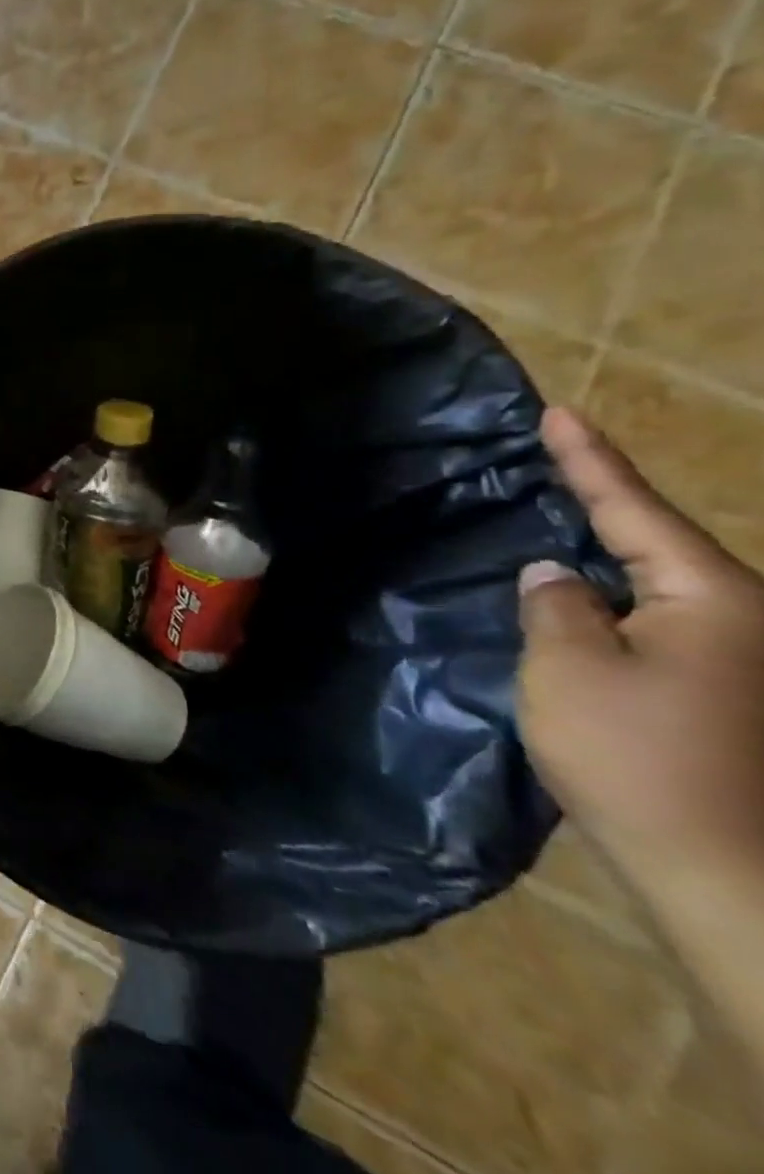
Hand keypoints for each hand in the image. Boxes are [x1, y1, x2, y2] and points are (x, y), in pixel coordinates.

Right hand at [518, 406, 763, 891]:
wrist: (730, 880)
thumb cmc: (640, 758)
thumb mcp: (569, 668)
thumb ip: (553, 604)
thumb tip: (554, 574)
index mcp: (712, 600)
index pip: (634, 510)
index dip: (590, 460)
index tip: (559, 413)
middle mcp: (741, 622)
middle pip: (658, 546)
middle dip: (603, 507)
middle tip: (552, 469)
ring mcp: (739, 665)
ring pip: (658, 590)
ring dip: (605, 561)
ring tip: (554, 534)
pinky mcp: (723, 701)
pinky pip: (659, 629)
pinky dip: (614, 608)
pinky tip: (579, 608)